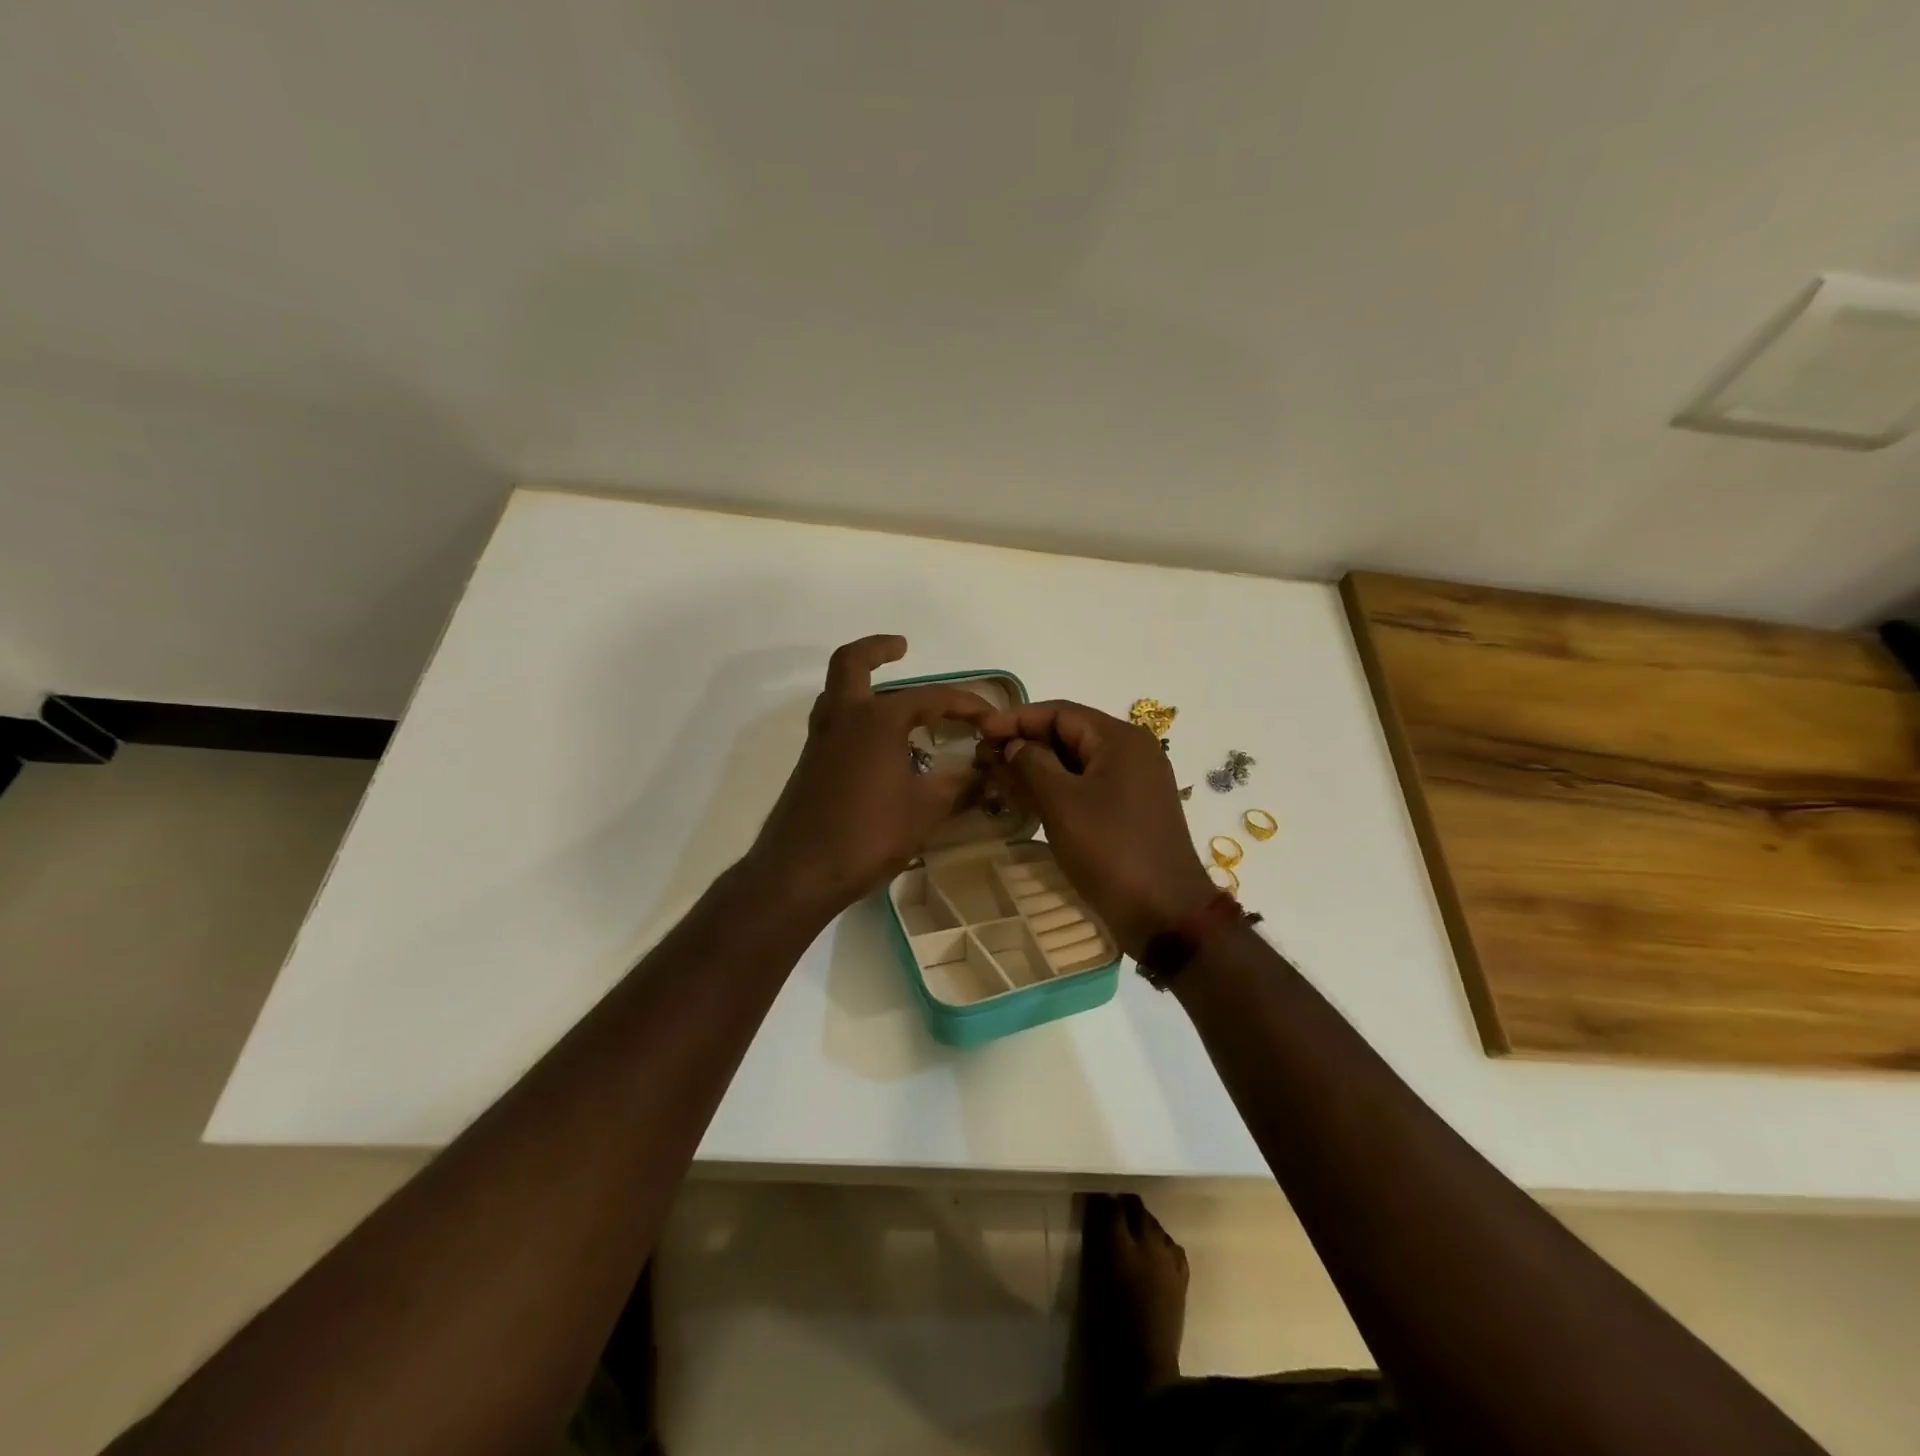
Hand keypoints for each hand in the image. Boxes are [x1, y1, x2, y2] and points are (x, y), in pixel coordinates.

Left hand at [748, 635, 990, 918]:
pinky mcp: (811, 764)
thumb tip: (986, 772)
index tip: (992, 718)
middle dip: (878, 649)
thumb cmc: (868, 835)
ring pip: (838, 692)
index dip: (967, 703)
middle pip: (852, 663)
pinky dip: (858, 716)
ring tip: (897, 698)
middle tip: (903, 647)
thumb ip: (958, 785)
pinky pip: (836, 721)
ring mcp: (821, 740)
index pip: (932, 697)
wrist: (799, 873)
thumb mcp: (925, 810)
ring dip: (863, 682)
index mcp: (877, 719)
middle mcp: (844, 718)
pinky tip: (882, 745)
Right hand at [977, 700, 1214, 958]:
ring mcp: (1132, 782)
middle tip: (982, 758)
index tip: (979, 732)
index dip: (1016, 719)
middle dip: (1023, 743)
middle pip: (1068, 734)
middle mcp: (1130, 752)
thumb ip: (1031, 764)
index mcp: (1120, 739)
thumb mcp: (1062, 803)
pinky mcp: (1128, 810)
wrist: (1164, 914)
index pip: (1059, 712)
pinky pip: (1085, 786)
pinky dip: (1054, 788)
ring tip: (995, 778)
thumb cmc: (1111, 850)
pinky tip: (1023, 799)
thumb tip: (1011, 745)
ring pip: (1074, 763)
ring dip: (1035, 767)